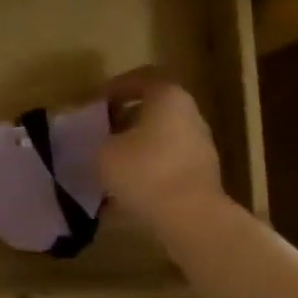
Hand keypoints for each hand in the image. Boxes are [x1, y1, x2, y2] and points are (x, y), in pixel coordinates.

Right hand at [98, 68, 226, 232]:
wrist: (192, 219)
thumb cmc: (145, 172)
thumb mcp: (105, 152)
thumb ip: (97, 140)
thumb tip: (99, 142)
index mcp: (168, 97)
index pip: (141, 78)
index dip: (114, 88)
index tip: (95, 104)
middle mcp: (190, 115)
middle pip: (153, 110)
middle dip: (124, 121)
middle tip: (100, 134)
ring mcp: (200, 146)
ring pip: (160, 140)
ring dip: (135, 149)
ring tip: (109, 167)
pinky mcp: (202, 176)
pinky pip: (168, 166)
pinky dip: (147, 173)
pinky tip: (125, 193)